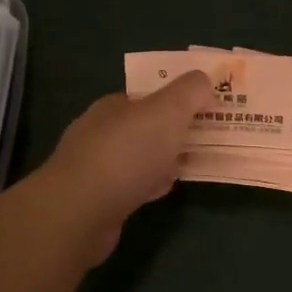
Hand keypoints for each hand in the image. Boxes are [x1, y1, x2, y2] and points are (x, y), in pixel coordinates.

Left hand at [38, 70, 210, 262]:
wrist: (81, 212)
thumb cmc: (127, 153)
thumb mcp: (168, 110)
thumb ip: (190, 91)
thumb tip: (204, 79)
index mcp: (114, 105)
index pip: (150, 95)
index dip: (179, 100)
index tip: (208, 109)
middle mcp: (101, 131)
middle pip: (146, 126)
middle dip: (175, 131)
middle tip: (210, 140)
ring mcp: (96, 167)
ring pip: (140, 157)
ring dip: (165, 159)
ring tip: (194, 164)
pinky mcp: (97, 200)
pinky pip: (133, 185)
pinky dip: (151, 184)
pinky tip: (164, 190)